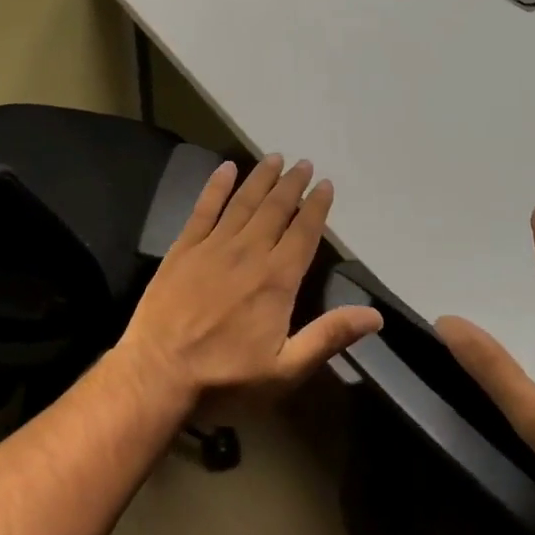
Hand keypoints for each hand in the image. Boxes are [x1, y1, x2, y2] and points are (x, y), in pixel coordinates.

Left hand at [119, 155, 382, 406]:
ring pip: (243, 203)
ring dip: (260, 178)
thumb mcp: (285, 370)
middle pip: (275, 210)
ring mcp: (213, 247)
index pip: (303, 233)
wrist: (158, 373)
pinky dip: (216, 186)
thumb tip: (375, 315)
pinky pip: (204, 209)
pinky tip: (225, 168)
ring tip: (274, 157)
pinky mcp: (183, 248)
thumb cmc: (226, 377)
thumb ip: (328, 337)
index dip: (316, 208)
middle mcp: (248, 253)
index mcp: (276, 280)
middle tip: (303, 163)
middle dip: (292, 185)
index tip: (326, 184)